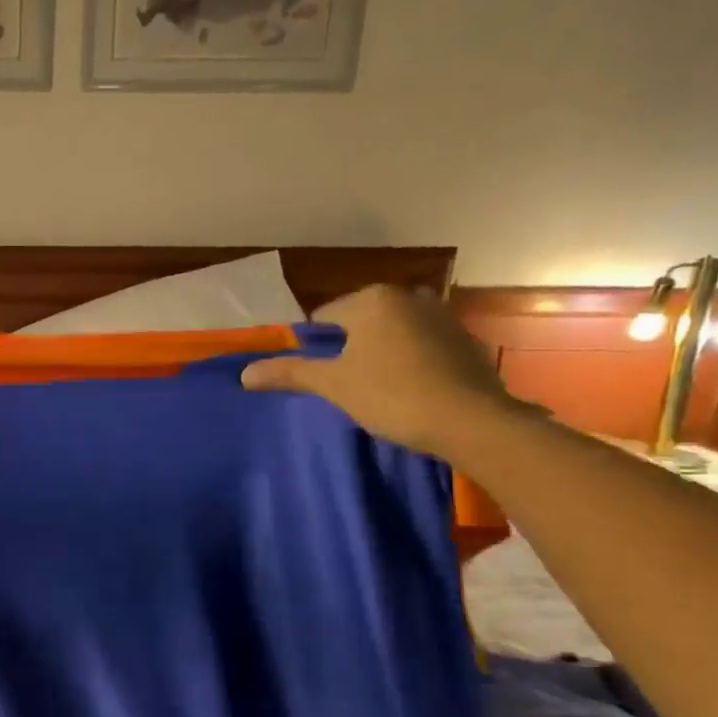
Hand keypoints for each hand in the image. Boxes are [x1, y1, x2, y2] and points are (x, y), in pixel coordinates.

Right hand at [240, 284, 529, 458]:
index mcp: (372, 299)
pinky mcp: (465, 338)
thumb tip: (244, 373)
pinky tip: (410, 389)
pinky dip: (410, 361)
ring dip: (379, 354)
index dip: (314, 349)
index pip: (323, 318)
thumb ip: (289, 373)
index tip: (319, 378)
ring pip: (390, 333)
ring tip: (377, 390)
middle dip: (348, 349)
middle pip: (358, 322)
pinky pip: (420, 344)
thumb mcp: (333, 385)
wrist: (472, 421)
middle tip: (345, 386)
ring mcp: (441, 314)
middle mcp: (407, 295)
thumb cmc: (392, 395)